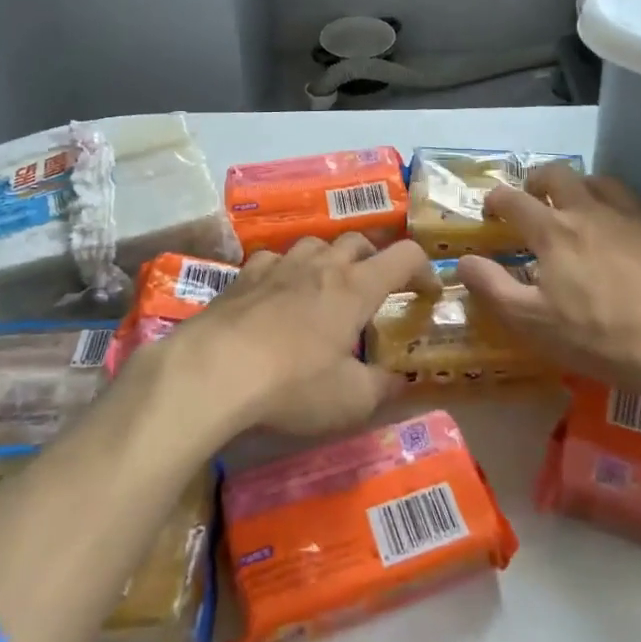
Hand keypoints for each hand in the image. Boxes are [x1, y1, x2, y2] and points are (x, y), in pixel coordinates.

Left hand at [171, 234, 437, 436]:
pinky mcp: (244, 275)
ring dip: (329, 258)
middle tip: (375, 288)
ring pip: (315, 243)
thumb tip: (400, 379)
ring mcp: (279, 265)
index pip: (404, 256)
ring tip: (327, 286)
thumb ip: (382, 387)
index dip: (423, 269)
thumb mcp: (349, 400)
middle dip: (375, 258)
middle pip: (358, 241)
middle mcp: (321, 265)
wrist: (212, 371)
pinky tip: (278, 292)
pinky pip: (274, 259)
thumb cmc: (292, 385)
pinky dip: (285, 270)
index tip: (427, 292)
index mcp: (355, 288)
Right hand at [455, 165, 640, 395]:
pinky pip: (629, 201)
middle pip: (556, 174)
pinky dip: (612, 204)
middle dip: (536, 180)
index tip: (490, 212)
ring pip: (596, 180)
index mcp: (552, 230)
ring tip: (574, 208)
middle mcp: (586, 210)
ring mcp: (626, 216)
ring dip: (577, 187)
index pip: (512, 199)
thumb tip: (462, 262)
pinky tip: (615, 230)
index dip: (495, 200)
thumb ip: (491, 287)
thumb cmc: (595, 336)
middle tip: (531, 200)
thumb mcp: (531, 321)